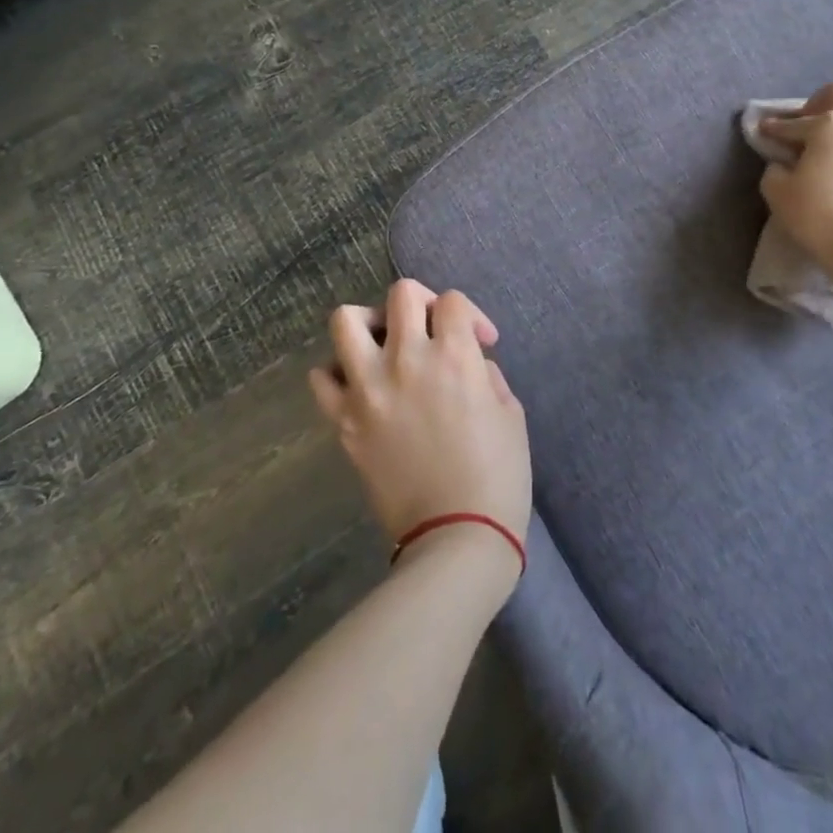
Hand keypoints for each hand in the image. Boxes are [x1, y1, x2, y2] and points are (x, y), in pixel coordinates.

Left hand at [311, 280, 530, 579]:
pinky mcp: (344, 421)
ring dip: (369, 324)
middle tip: (431, 331)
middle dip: (421, 303)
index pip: (452, 300)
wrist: (456, 539)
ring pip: (346, 320)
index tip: (481, 343)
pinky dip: (337, 372)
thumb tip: (469, 363)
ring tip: (385, 347)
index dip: (470, 316)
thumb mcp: (511, 415)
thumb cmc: (498, 476)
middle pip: (401, 293)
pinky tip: (360, 386)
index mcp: (454, 356)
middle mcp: (407, 359)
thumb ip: (487, 375)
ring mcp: (369, 388)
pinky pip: (322, 377)